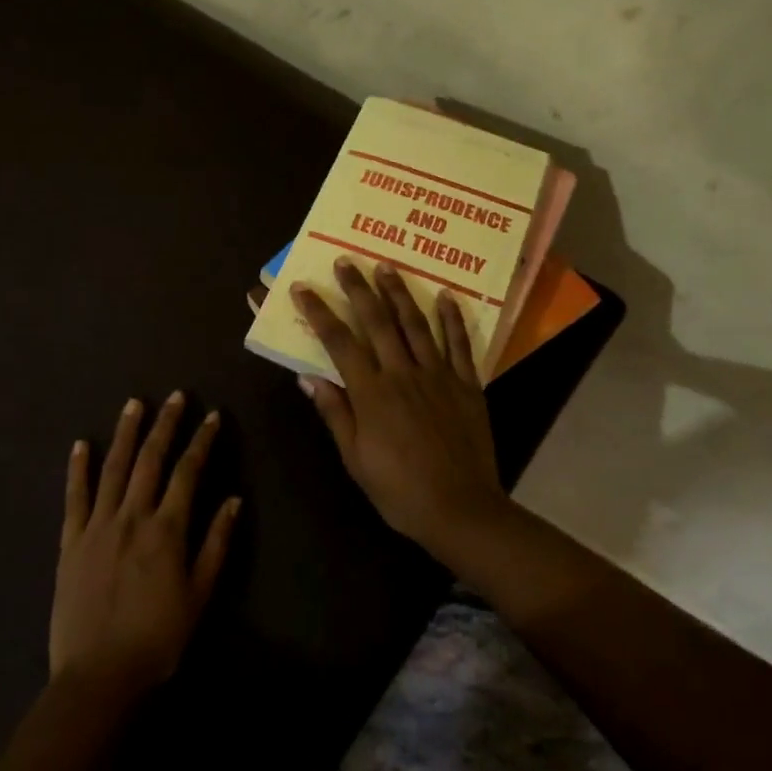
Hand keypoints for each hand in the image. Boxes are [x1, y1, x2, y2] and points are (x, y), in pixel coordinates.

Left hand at [50, 393, 240, 705]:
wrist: (98, 676)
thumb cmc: (157, 638)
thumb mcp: (199, 594)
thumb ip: (215, 544)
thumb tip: (234, 500)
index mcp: (166, 530)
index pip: (188, 472)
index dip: (202, 441)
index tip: (212, 416)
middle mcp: (132, 517)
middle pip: (150, 460)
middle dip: (165, 425)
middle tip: (175, 396)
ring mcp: (97, 526)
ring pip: (113, 469)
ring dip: (125, 433)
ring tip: (134, 404)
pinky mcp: (71, 542)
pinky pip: (74, 497)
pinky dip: (78, 469)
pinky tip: (80, 445)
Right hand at [291, 261, 506, 549]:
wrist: (460, 508)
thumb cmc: (399, 490)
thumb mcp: (356, 459)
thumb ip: (335, 413)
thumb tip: (309, 377)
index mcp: (372, 393)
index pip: (339, 343)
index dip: (320, 313)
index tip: (304, 289)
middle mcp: (403, 374)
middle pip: (377, 322)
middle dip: (358, 289)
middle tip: (346, 262)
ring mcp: (438, 375)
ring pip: (415, 324)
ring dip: (399, 293)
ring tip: (386, 267)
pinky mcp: (467, 384)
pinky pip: (459, 344)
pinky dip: (452, 319)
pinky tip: (446, 296)